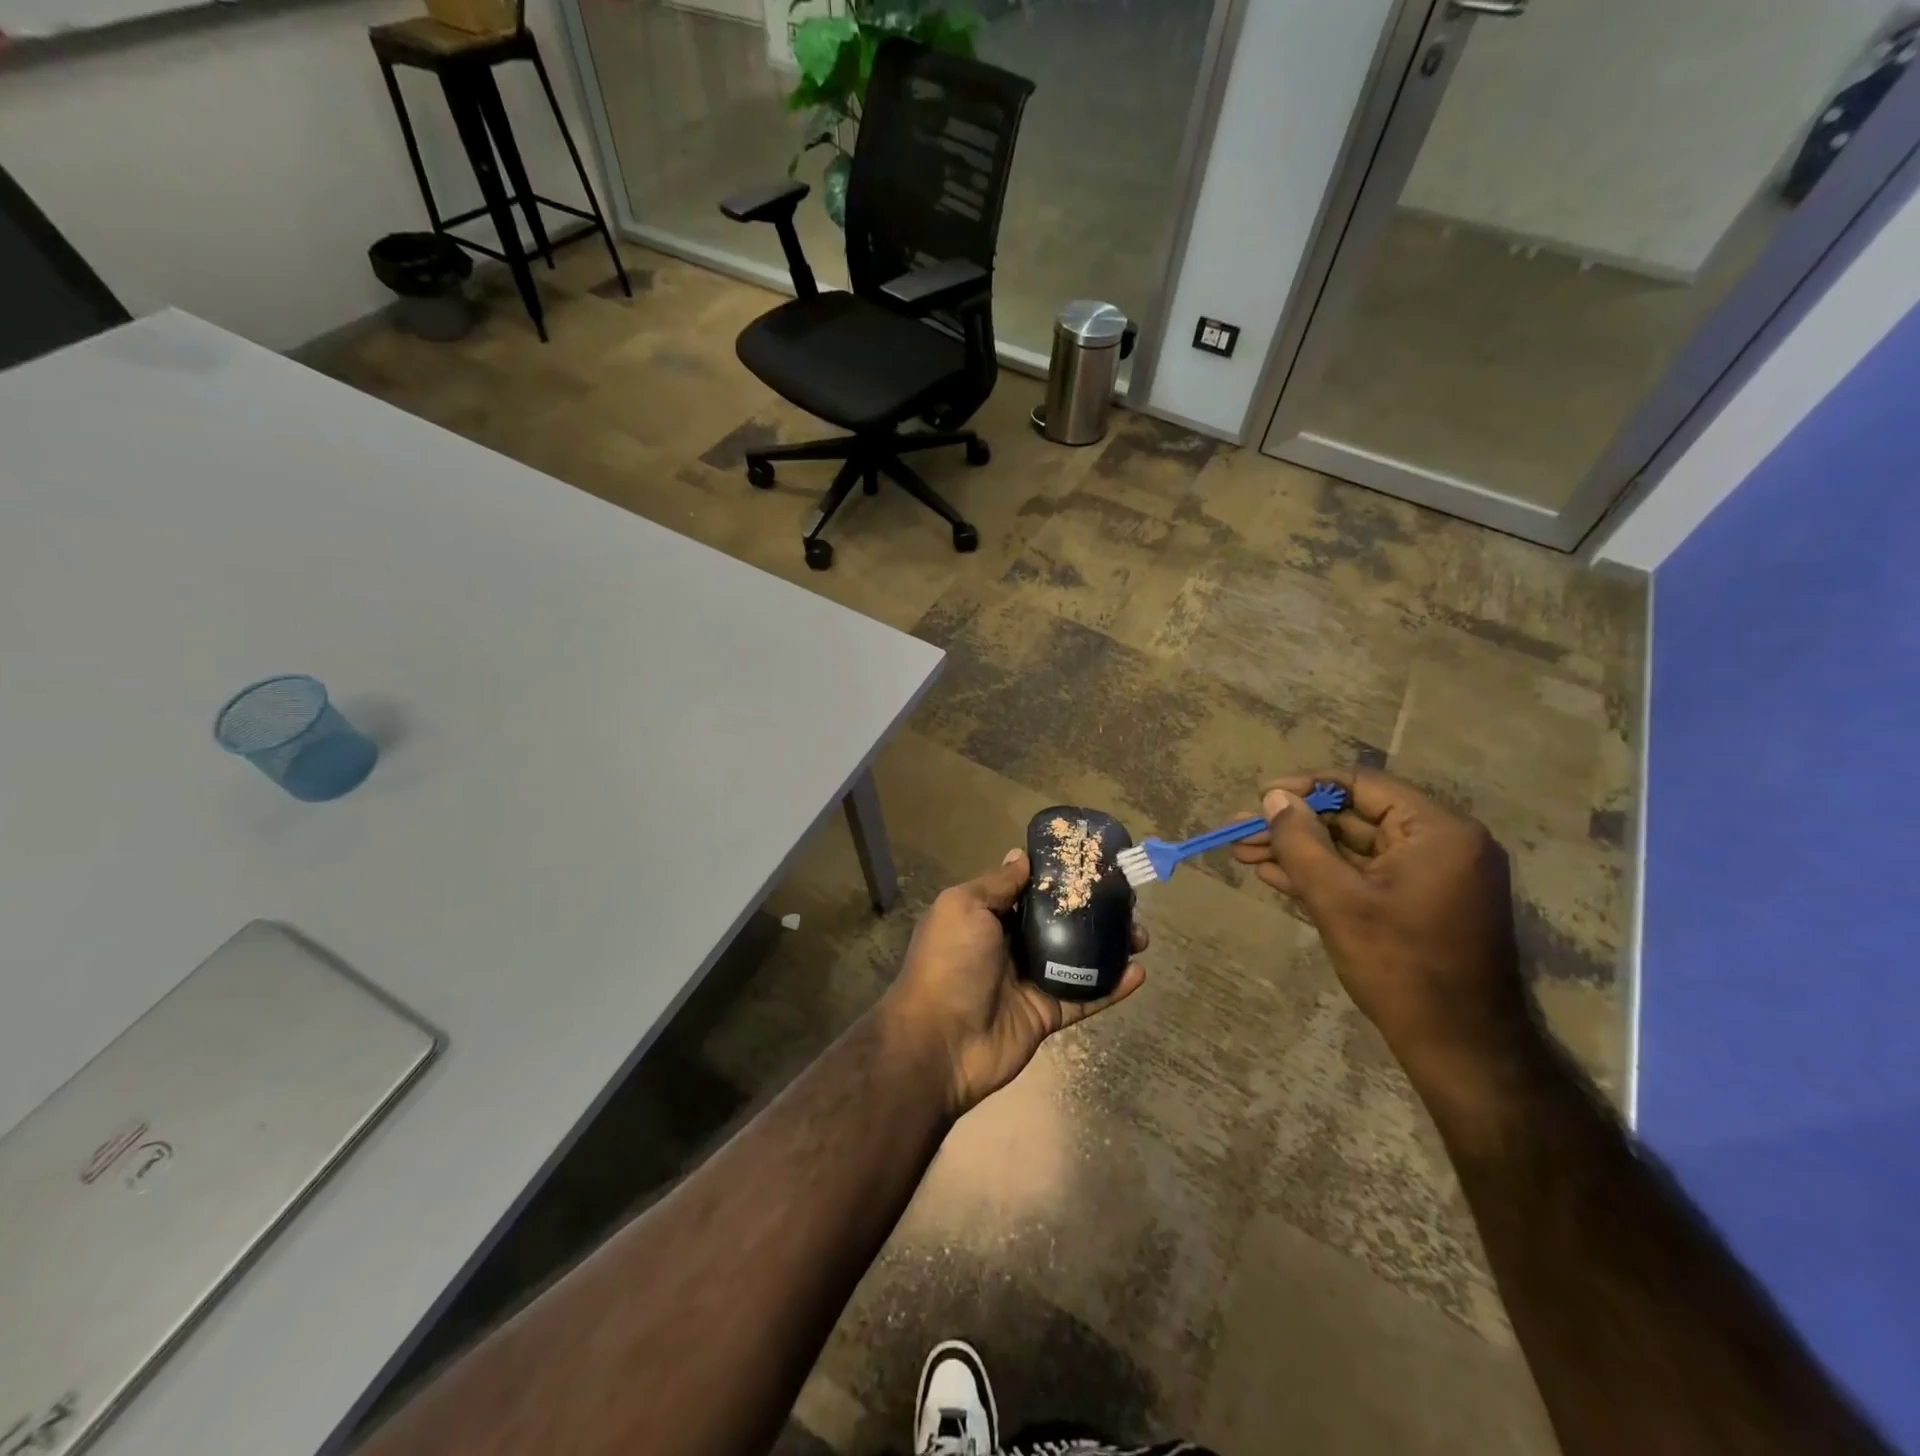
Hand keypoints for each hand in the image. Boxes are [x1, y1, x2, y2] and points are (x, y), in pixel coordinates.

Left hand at [879, 849, 1146, 1118]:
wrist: (940, 1042)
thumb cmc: (950, 962)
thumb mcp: (965, 907)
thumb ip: (998, 884)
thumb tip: (1021, 856)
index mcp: (988, 916)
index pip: (1030, 890)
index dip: (1059, 877)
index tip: (1093, 864)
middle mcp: (1011, 945)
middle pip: (1060, 922)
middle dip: (1092, 910)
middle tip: (1127, 901)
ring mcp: (1030, 981)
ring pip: (1078, 958)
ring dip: (1110, 946)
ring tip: (1141, 935)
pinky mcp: (1047, 1014)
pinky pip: (1085, 996)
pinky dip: (1112, 986)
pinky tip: (1139, 972)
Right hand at [1231, 769, 1533, 1084]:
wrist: (1461, 1049)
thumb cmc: (1400, 967)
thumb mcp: (1338, 900)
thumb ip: (1301, 842)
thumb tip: (1273, 797)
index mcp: (1438, 831)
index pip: (1362, 786)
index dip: (1305, 788)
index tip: (1260, 798)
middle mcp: (1441, 843)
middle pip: (1354, 818)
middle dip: (1293, 825)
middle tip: (1240, 832)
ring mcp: (1432, 876)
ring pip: (1353, 849)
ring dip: (1300, 851)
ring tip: (1243, 853)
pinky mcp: (1419, 903)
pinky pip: (1365, 875)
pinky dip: (1323, 875)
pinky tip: (1275, 876)